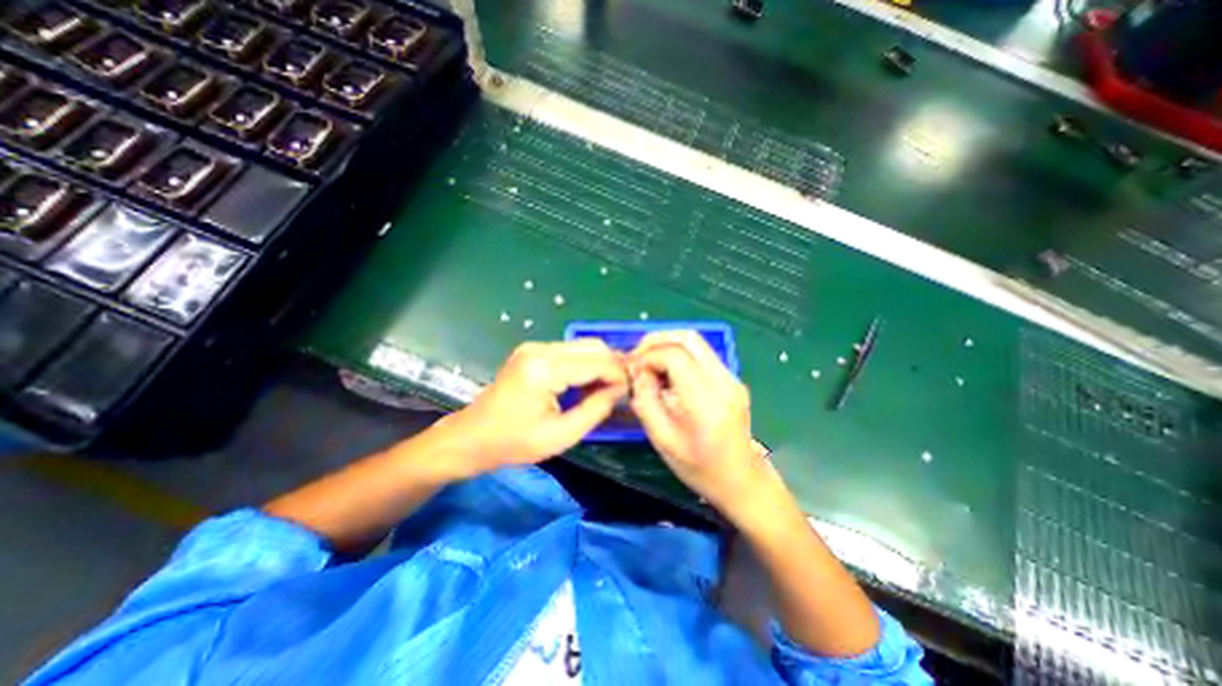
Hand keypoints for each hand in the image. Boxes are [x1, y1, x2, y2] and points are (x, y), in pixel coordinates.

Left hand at [426, 338, 628, 475]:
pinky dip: (586, 364)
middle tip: (624, 389)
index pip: (596, 362)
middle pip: (592, 346)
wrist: (471, 437)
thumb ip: (595, 409)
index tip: (632, 391)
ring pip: (583, 346)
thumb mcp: (560, 435)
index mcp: (544, 369)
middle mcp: (540, 349)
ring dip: (601, 364)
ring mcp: (535, 347)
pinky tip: (590, 383)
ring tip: (609, 388)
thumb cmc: (513, 443)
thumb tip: (620, 389)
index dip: (619, 375)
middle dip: (613, 365)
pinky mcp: (533, 352)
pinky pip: (570, 352)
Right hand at [631, 333, 770, 518]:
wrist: (741, 480)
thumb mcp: (663, 441)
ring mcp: (732, 378)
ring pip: (695, 341)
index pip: (675, 357)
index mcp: (707, 403)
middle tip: (638, 357)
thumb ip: (646, 402)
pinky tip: (667, 373)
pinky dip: (678, 354)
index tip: (634, 371)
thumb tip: (639, 372)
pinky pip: (701, 354)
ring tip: (649, 365)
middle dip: (656, 340)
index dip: (648, 356)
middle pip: (688, 338)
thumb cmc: (700, 468)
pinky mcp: (732, 378)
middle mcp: (724, 383)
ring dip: (667, 346)